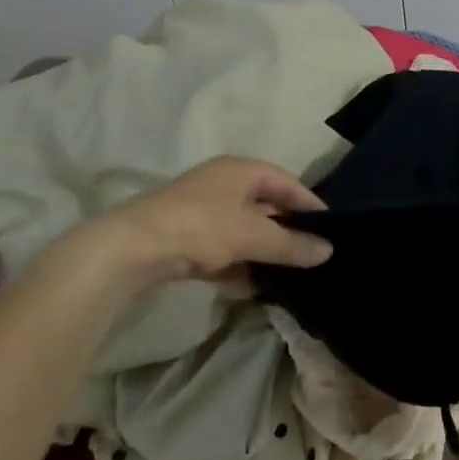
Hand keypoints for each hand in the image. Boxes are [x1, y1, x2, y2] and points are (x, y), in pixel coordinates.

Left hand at [76, 157, 332, 289]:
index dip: (308, 202)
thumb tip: (329, 251)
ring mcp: (200, 212)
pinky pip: (221, 251)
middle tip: (309, 254)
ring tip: (285, 277)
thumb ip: (292, 244)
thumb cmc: (200, 227)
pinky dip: (236, 266)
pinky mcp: (183, 239)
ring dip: (261, 253)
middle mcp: (221, 185)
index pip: (286, 181)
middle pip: (264, 206)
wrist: (129, 250)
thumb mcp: (253, 235)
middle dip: (285, 231)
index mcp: (239, 170)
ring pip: (242, 231)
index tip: (329, 227)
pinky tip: (249, 289)